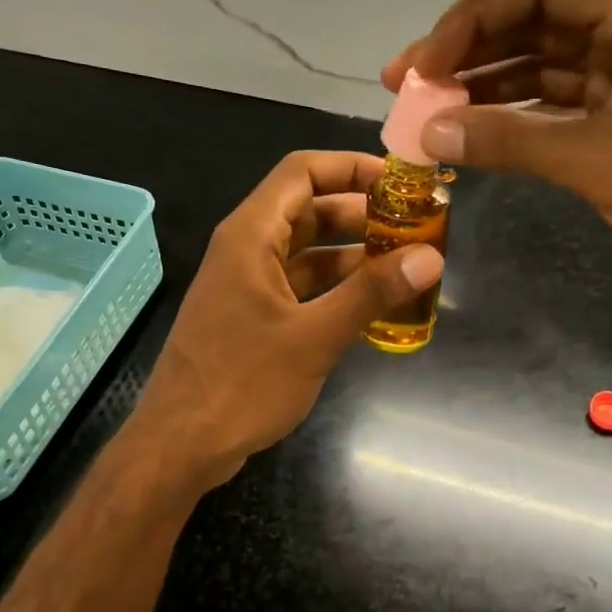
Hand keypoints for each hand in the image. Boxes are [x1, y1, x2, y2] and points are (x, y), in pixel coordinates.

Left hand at [131, 151, 441, 490]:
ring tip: (406, 265)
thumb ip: (371, 293)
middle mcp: (247, 250)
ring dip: (352, 255)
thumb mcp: (313, 336)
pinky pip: (300, 288)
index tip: (401, 183)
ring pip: (307, 253)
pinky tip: (374, 306)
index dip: (352, 167)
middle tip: (416, 228)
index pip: (303, 172)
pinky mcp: (252, 318)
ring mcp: (247, 286)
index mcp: (251, 236)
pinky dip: (335, 290)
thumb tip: (430, 257)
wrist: (181, 444)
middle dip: (362, 214)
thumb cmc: (242, 383)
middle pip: (309, 210)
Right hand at [384, 0, 611, 291]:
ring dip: (489, 86)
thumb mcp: (598, 161)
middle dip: (469, 52)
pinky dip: (522, 115)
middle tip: (406, 88)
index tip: (421, 67)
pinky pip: (565, 100)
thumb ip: (509, 141)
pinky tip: (478, 132)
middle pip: (537, 18)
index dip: (469, 20)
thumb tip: (428, 132)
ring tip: (430, 113)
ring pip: (547, 61)